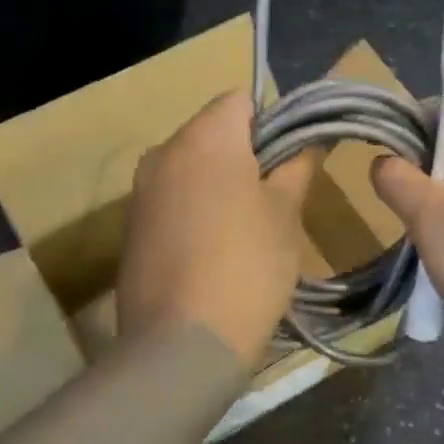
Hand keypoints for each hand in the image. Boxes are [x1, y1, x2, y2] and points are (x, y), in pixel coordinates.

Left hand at [118, 91, 318, 367]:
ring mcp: (140, 190)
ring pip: (191, 167)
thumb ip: (298, 166)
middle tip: (278, 197)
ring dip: (220, 183)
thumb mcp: (285, 214)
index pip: (240, 100)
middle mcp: (163, 152)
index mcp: (204, 137)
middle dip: (246, 154)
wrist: (182, 344)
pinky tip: (214, 250)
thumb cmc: (246, 267)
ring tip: (248, 228)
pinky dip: (195, 209)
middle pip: (213, 132)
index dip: (273, 122)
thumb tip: (313, 138)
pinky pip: (172, 198)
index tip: (292, 160)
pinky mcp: (131, 226)